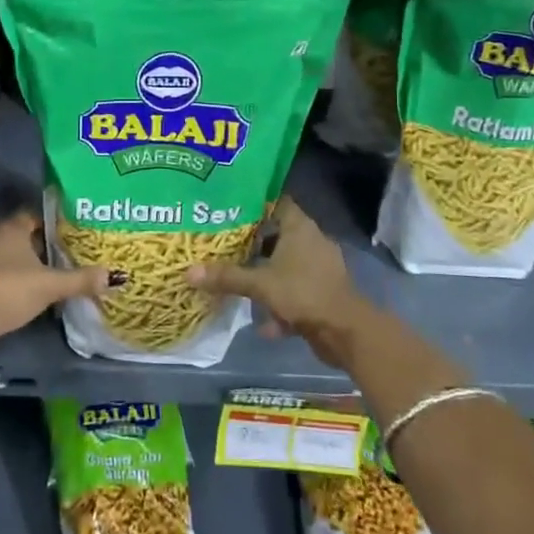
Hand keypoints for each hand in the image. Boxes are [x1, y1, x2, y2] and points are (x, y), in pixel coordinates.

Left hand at [0, 212, 117, 358]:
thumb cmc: (9, 290)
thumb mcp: (50, 285)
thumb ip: (80, 280)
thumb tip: (114, 276)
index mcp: (11, 229)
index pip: (34, 214)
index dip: (54, 220)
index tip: (75, 227)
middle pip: (25, 237)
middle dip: (47, 244)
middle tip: (74, 251)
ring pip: (15, 259)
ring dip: (33, 266)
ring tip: (61, 273)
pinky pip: (6, 278)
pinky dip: (21, 284)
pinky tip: (38, 294)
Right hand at [186, 197, 378, 370]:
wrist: (345, 331)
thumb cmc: (302, 293)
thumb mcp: (259, 284)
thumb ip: (226, 277)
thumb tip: (188, 271)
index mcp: (300, 228)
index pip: (278, 202)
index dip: (256, 204)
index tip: (231, 208)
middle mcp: (312, 241)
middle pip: (279, 235)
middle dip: (254, 243)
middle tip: (225, 245)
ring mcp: (320, 268)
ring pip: (286, 265)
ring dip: (267, 275)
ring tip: (239, 281)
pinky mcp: (323, 293)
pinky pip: (296, 292)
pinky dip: (281, 304)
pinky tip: (263, 323)